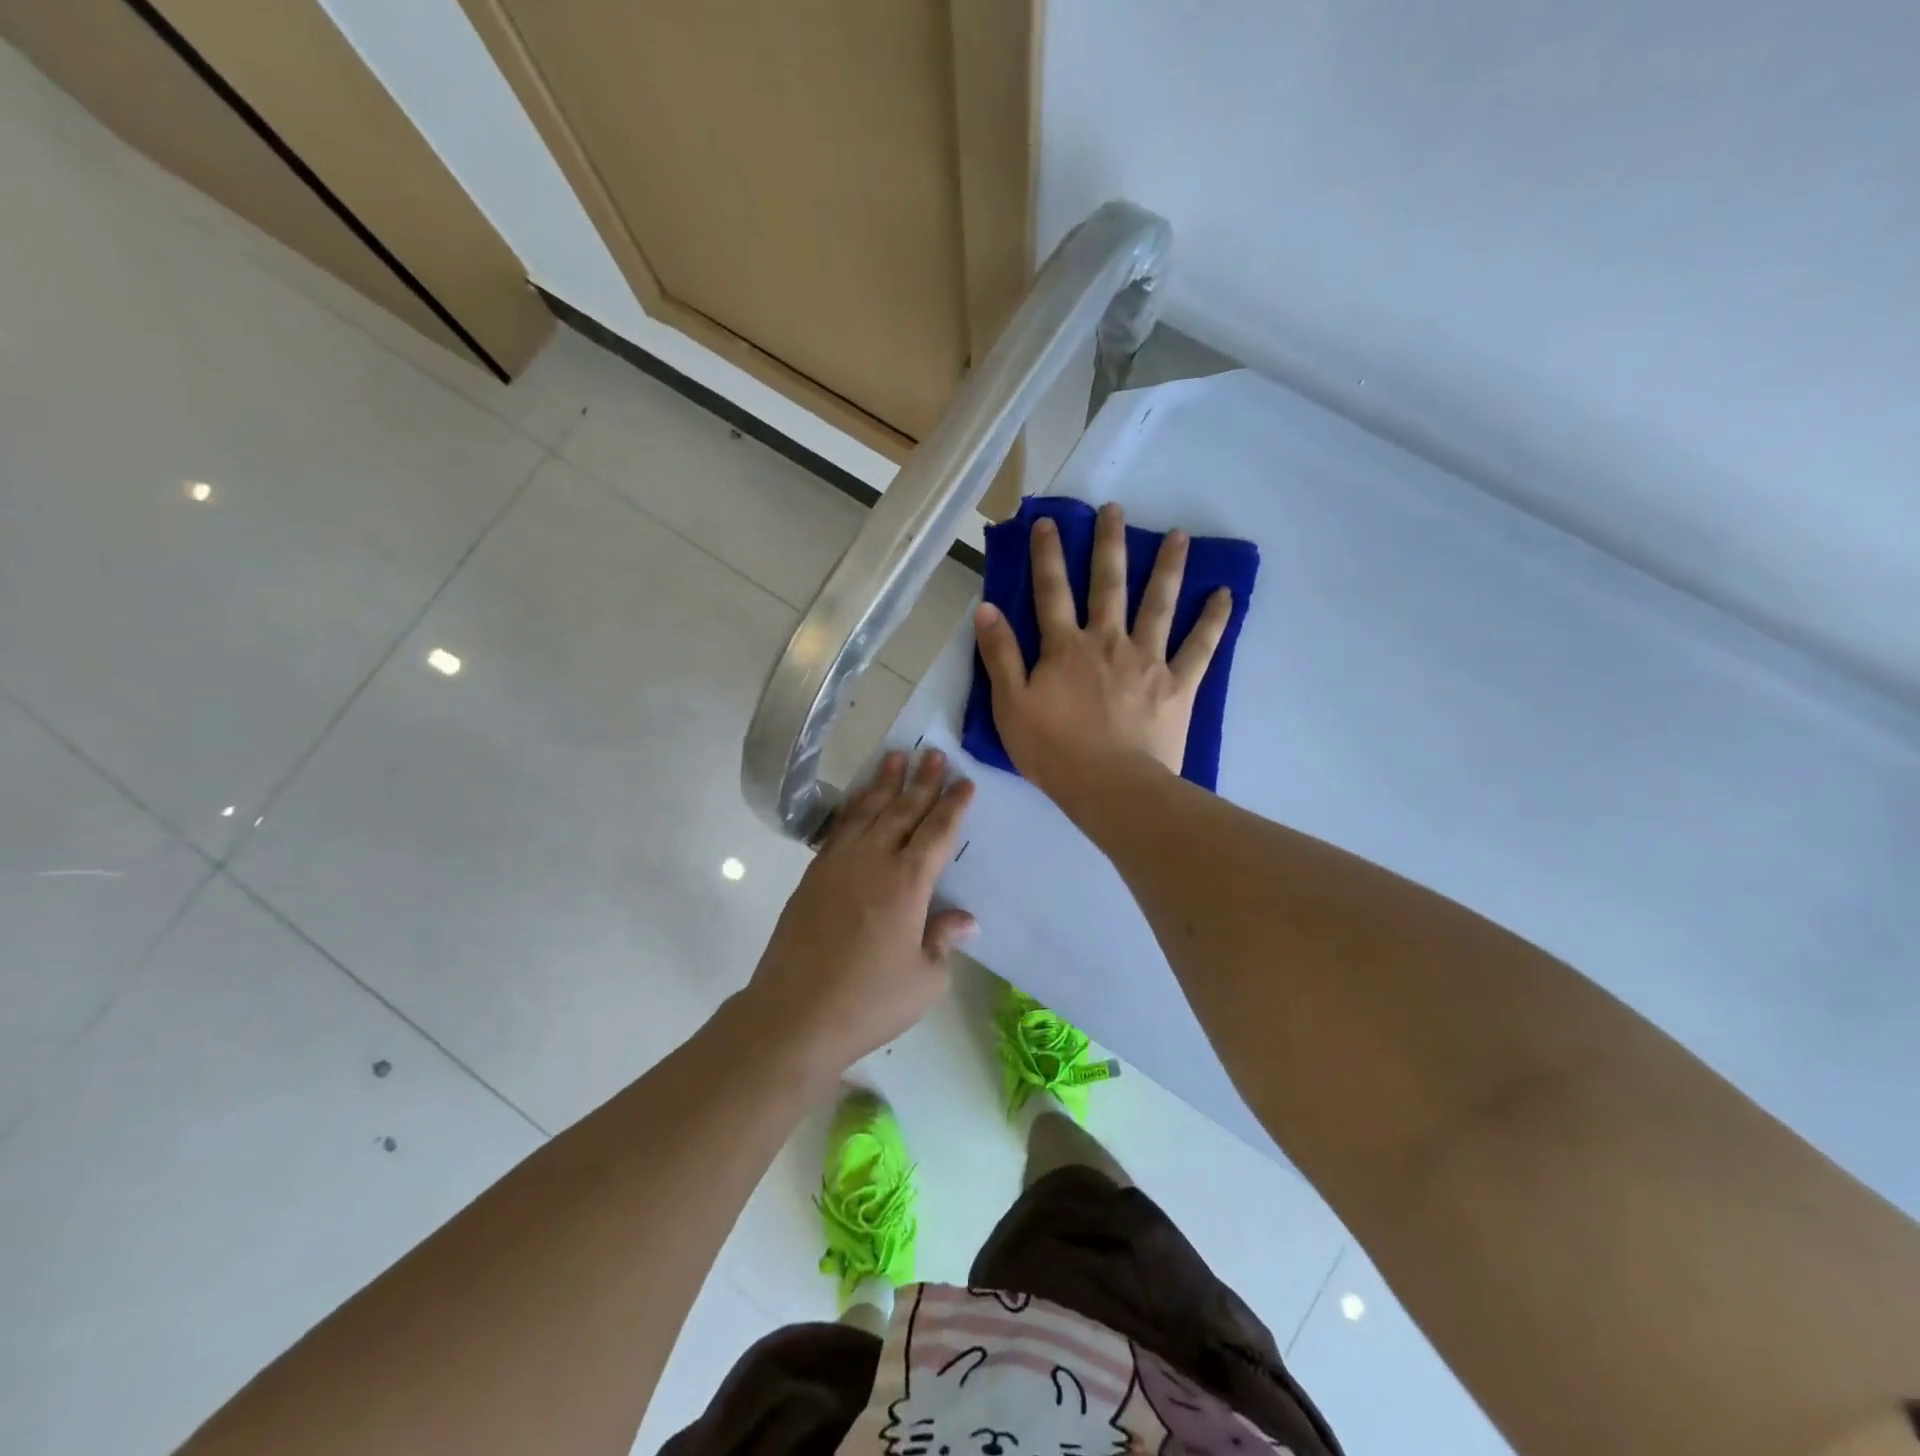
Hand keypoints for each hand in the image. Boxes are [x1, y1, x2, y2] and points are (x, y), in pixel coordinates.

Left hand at [742, 750, 975, 1083]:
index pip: (937, 832)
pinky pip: (838, 829)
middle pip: (902, 810)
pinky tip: (858, 800)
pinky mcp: (813, 875)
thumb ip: (943, 940)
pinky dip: (852, 808)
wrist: (795, 1013)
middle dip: (921, 781)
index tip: (964, 781)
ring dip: (883, 783)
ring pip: (867, 811)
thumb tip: (964, 919)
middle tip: (933, 753)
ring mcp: (838, 864)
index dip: (952, 805)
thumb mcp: (925, 979)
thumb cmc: (869, 1001)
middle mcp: (874, 861)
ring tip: (895, 758)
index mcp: (908, 883)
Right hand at [973, 503, 1230, 810]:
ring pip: (1158, 603)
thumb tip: (986, 608)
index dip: (1047, 555)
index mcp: (1065, 648)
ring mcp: (1147, 660)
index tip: (1048, 522)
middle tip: (1115, 510)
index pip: (1051, 591)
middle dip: (1109, 544)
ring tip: (1178, 536)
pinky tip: (1224, 594)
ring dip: (1167, 567)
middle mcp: (1108, 642)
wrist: (1110, 788)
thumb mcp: (1010, 706)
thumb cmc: (1053, 752)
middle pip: (1108, 585)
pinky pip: (1200, 646)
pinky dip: (1213, 620)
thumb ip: (1000, 655)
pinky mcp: (1177, 684)